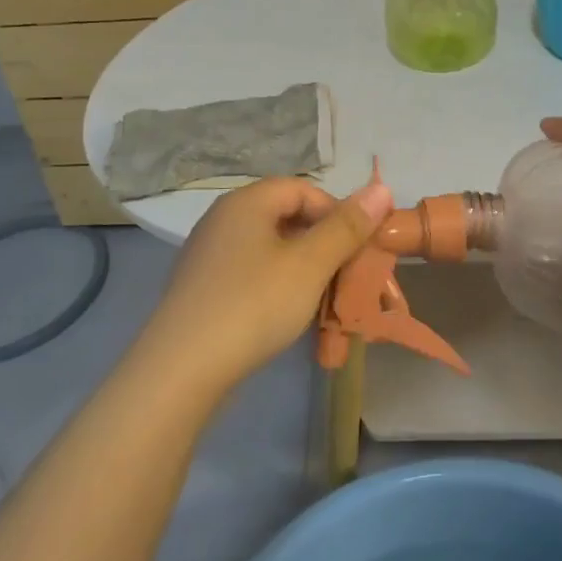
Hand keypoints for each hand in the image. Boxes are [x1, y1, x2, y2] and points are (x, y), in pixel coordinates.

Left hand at [139, 176, 393, 394]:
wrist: (180, 371)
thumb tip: (381, 188)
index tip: (358, 248)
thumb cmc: (253, 305)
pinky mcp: (204, 288)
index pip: (304, 189)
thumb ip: (347, 226)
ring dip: (305, 271)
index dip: (338, 212)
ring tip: (326, 302)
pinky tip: (291, 317)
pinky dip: (279, 288)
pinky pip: (253, 274)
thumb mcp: (310, 265)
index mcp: (246, 202)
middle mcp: (224, 219)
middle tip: (349, 278)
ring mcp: (210, 255)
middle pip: (287, 217)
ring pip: (272, 250)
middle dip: (325, 245)